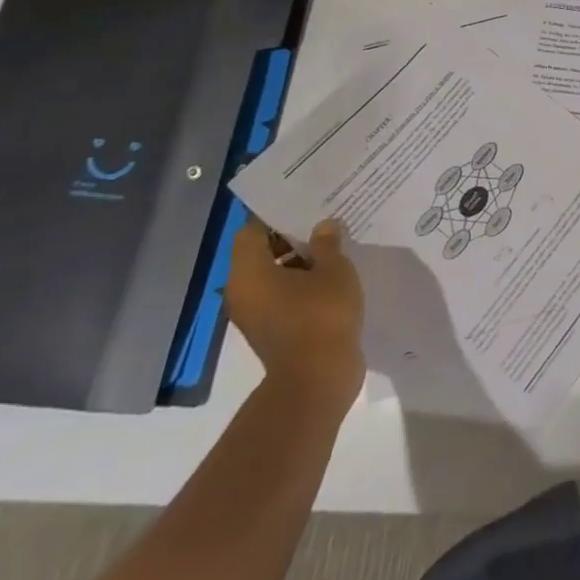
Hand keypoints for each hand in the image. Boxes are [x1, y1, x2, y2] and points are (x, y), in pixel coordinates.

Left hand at [226, 217, 365, 418]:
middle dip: (293, 235)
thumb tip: (323, 226)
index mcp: (249, 273)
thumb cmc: (321, 315)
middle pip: (261, 251)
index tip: (304, 201)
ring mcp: (257, 313)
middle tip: (326, 217)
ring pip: (275, 274)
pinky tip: (334, 274)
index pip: (252, 231)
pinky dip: (303, 282)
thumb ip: (328, 243)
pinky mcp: (273, 329)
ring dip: (301, 260)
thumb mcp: (334, 269)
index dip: (276, 214)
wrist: (317, 378)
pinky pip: (284, 294)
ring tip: (336, 244)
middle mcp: (243, 291)